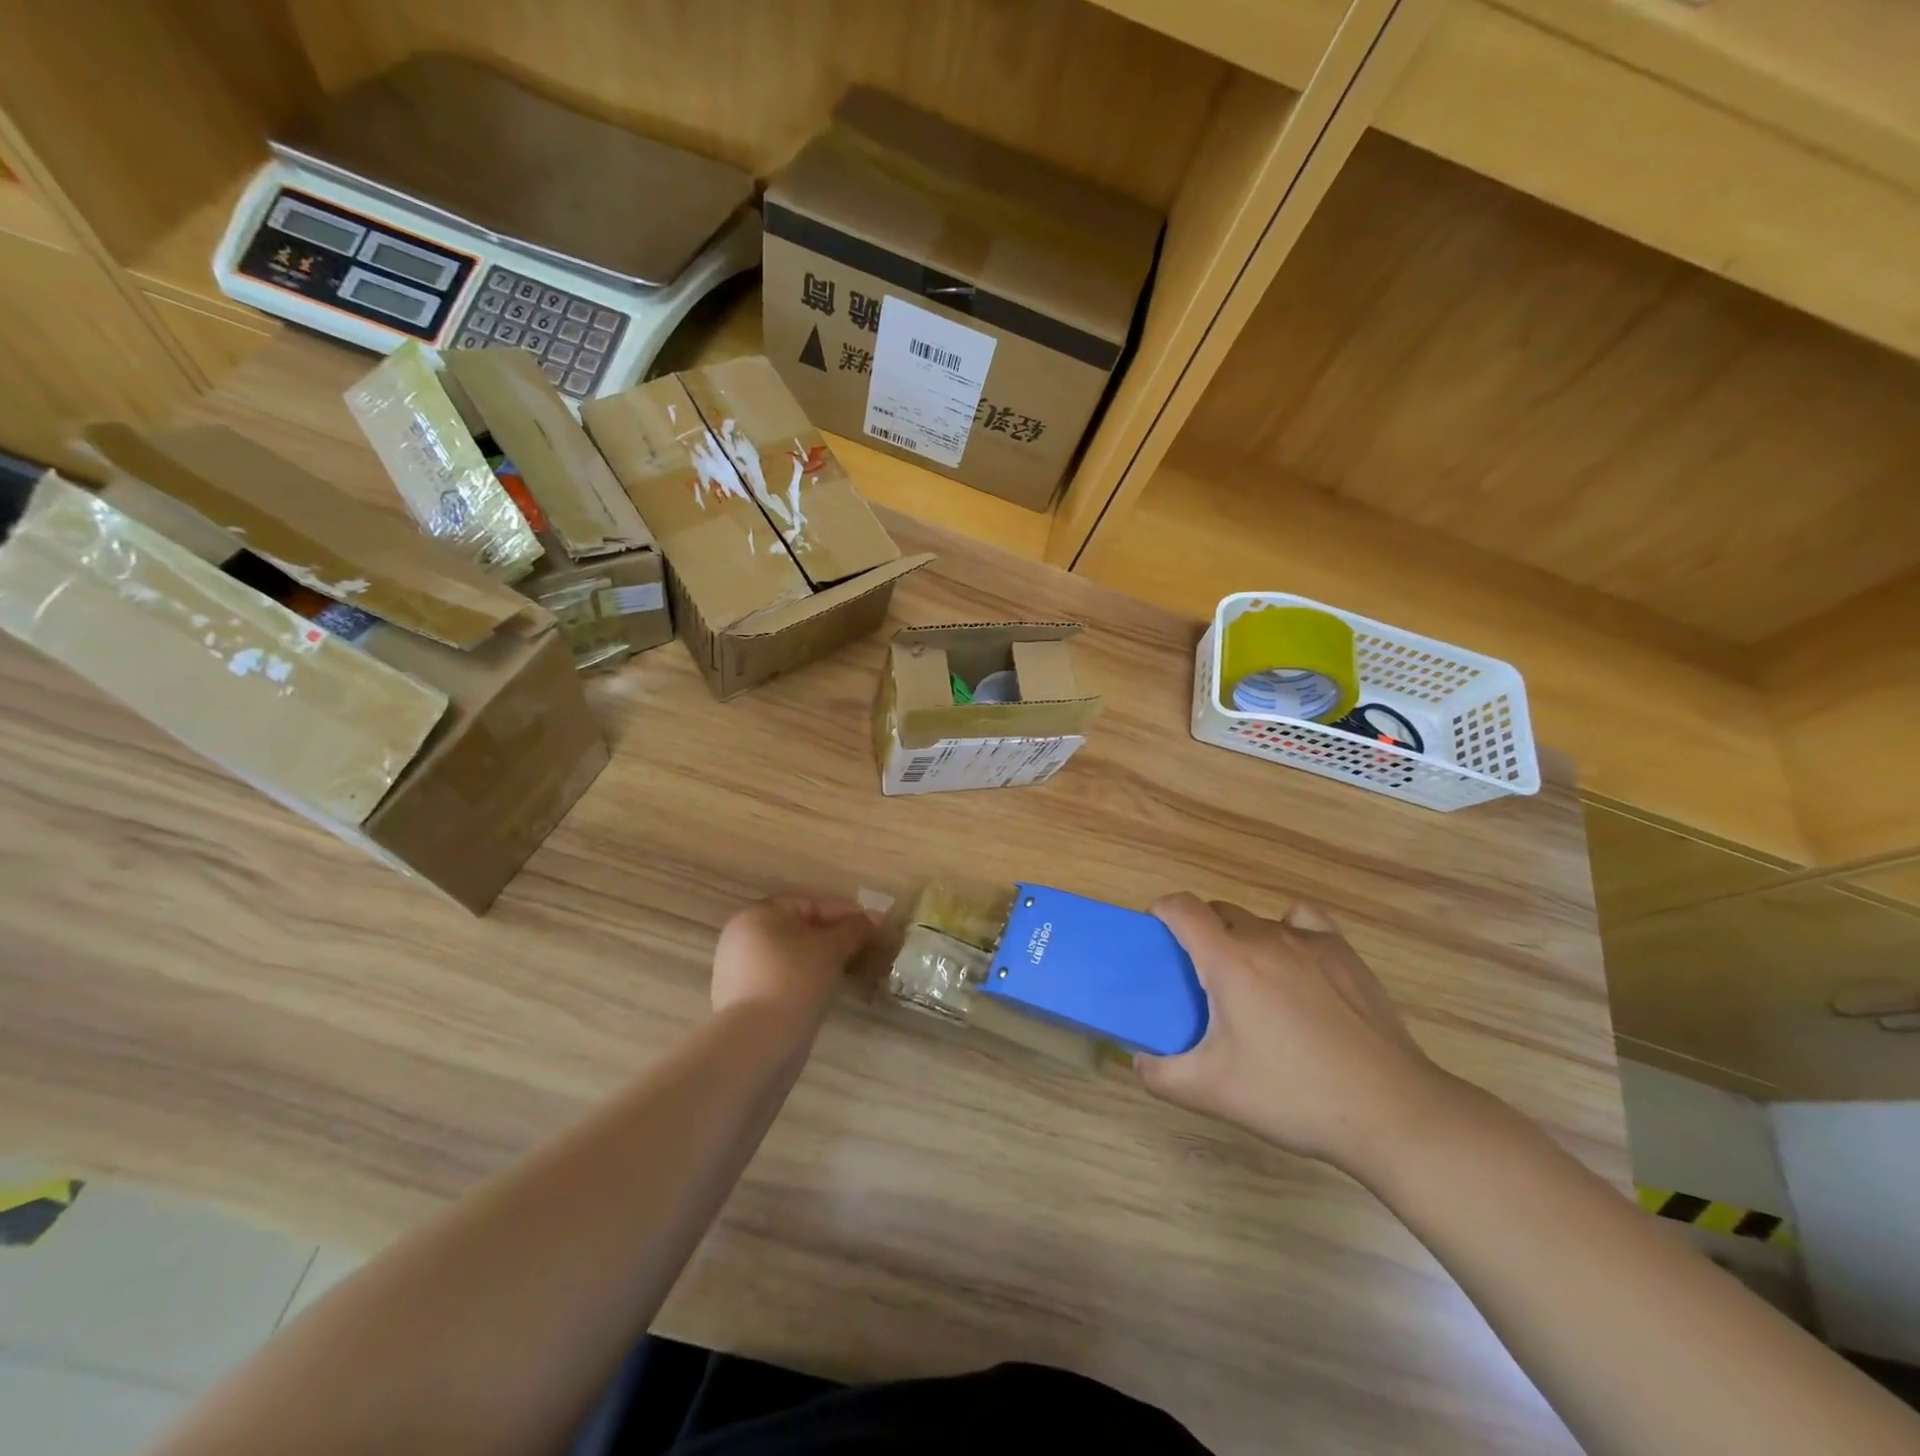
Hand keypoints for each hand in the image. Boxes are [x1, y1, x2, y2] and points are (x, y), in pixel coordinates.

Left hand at [710, 895, 874, 1021]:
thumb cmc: (796, 980)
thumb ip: (855, 929)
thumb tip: (875, 917)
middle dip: (832, 938)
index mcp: (758, 914)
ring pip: (790, 956)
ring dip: (819, 961)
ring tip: (847, 972)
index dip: (843, 914)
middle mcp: (741, 937)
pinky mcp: (741, 1000)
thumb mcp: (833, 948)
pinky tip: (823, 993)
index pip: (809, 904)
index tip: (870, 928)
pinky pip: (780, 979)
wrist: (759, 1042)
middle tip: (861, 950)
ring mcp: (738, 970)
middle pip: (798, 929)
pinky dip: (803, 980)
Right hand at [1136, 893, 1457, 1174]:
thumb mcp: (1213, 1093)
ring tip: (1251, 983)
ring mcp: (1311, 942)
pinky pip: (1302, 922)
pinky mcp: (1345, 954)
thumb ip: (1160, 1075)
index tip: (1155, 937)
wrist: (1392, 1112)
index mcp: (1229, 961)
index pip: (1181, 908)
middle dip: (1199, 933)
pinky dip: (1287, 931)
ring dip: (1241, 939)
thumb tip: (1138, 1059)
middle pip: (1218, 912)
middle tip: (1200, 980)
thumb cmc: (1294, 1096)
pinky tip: (1294, 965)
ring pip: (1258, 921)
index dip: (1161, 911)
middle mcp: (1266, 938)